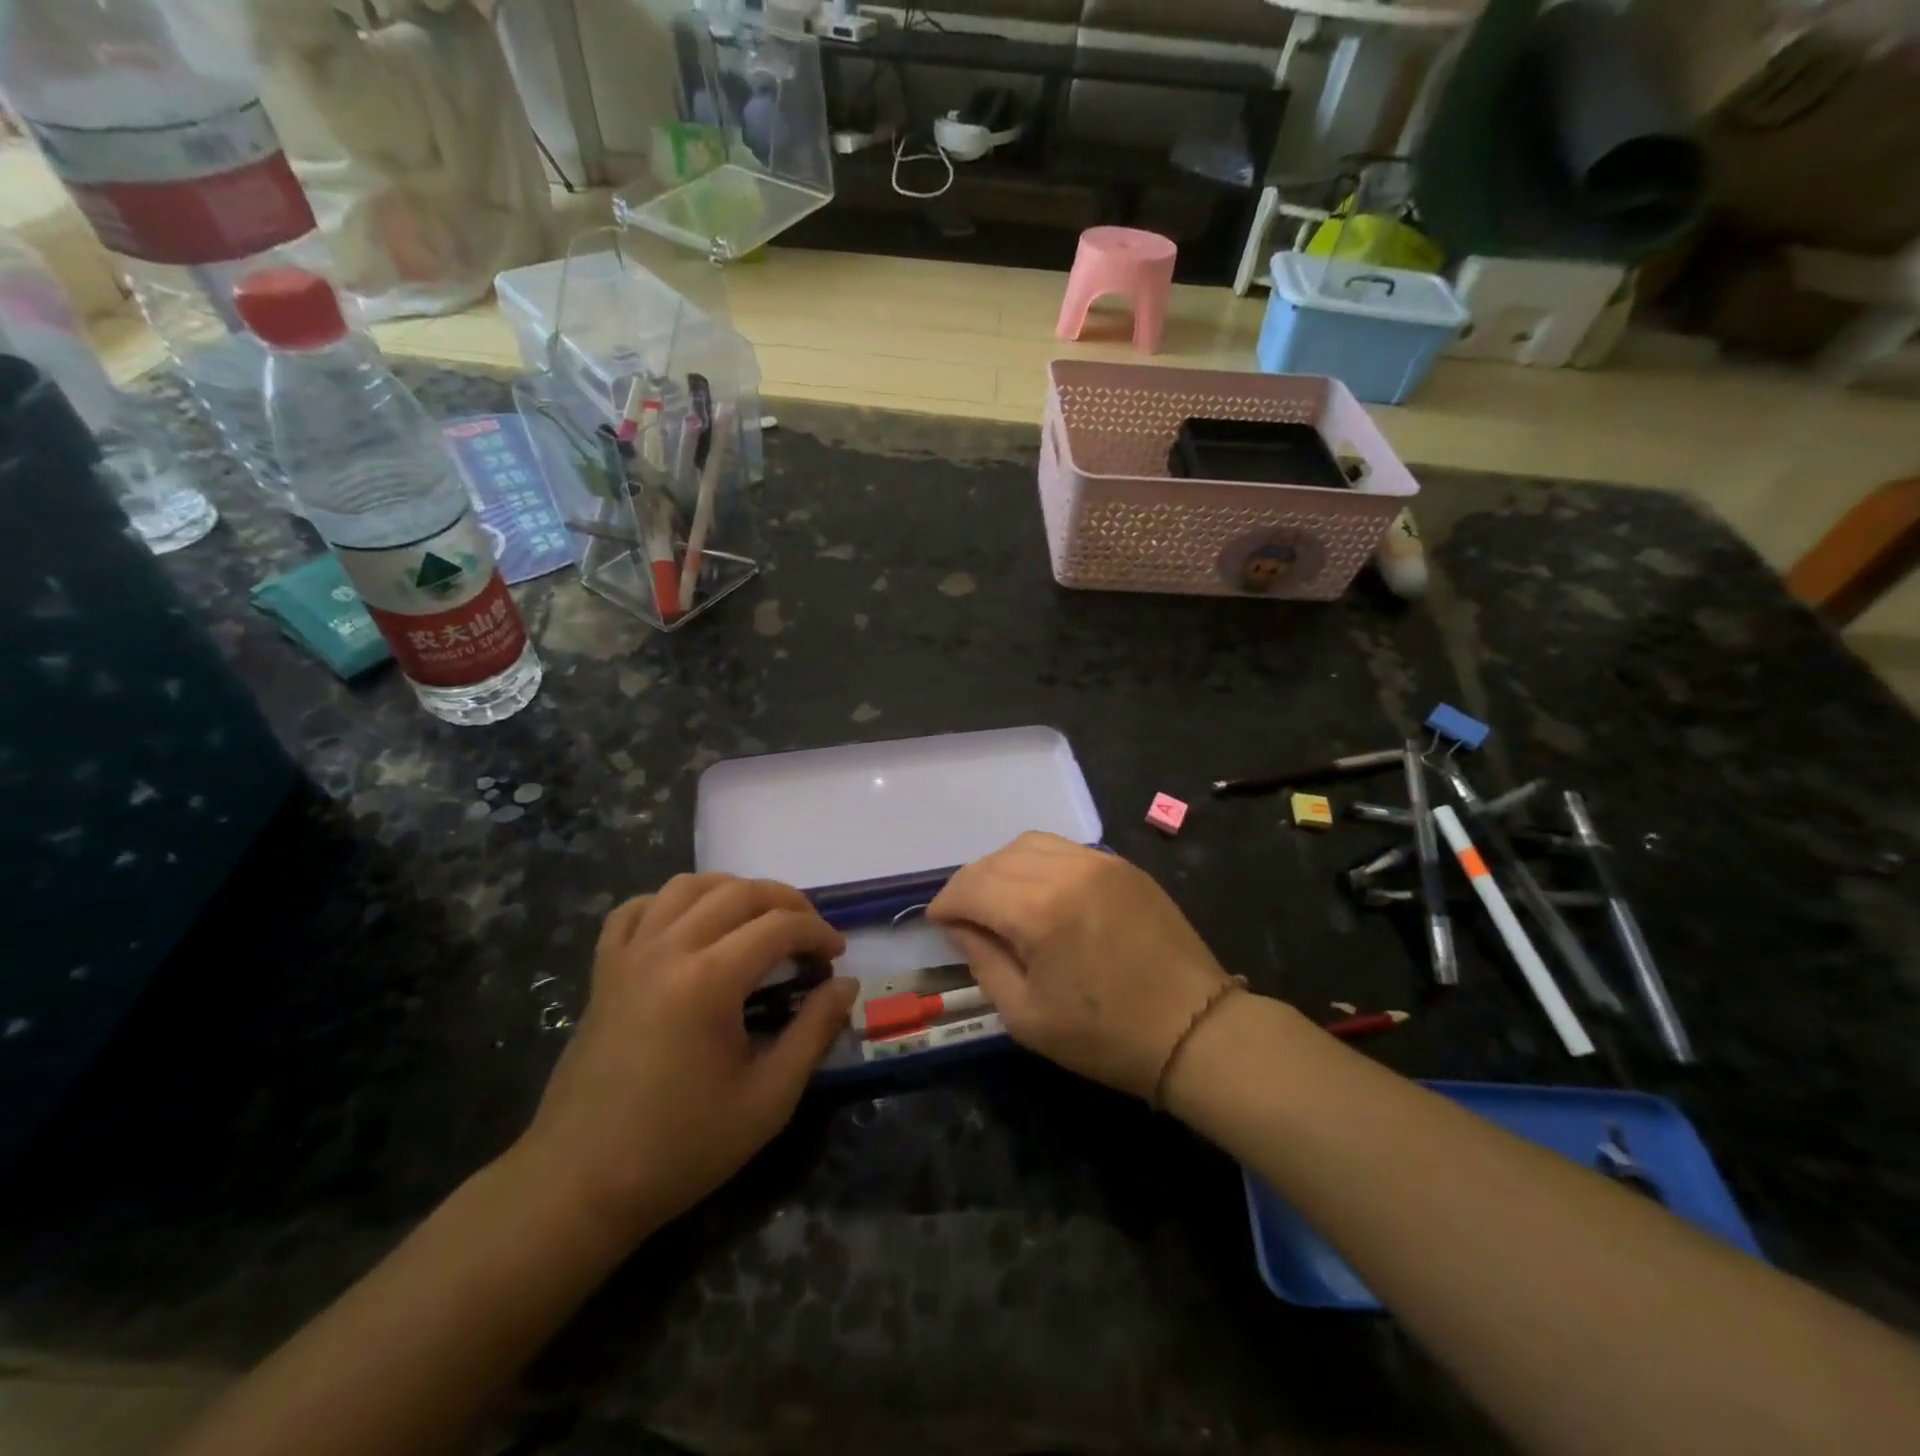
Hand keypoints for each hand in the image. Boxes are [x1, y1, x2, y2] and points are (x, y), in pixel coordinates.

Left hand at [513, 875, 857, 1247]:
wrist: (580, 1185)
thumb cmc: (681, 1147)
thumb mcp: (768, 1099)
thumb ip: (814, 1032)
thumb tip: (846, 984)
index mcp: (709, 980)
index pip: (779, 926)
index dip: (818, 931)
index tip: (837, 955)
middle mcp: (668, 949)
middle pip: (738, 893)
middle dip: (786, 902)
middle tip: (810, 932)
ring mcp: (630, 956)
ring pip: (687, 886)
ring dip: (732, 890)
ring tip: (757, 919)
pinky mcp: (604, 971)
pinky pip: (635, 909)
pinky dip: (669, 903)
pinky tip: (689, 925)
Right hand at [927, 832, 1232, 1098]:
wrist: (1194, 1029)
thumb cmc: (1105, 1035)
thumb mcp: (1027, 1015)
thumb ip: (983, 961)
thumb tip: (959, 927)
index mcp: (1039, 910)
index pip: (972, 886)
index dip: (946, 903)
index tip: (938, 923)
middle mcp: (1067, 870)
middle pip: (997, 859)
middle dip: (970, 885)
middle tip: (964, 916)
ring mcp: (1100, 861)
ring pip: (1029, 844)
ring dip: (1002, 867)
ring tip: (999, 900)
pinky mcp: (1123, 865)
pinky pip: (1064, 849)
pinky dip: (1038, 862)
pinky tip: (1039, 891)